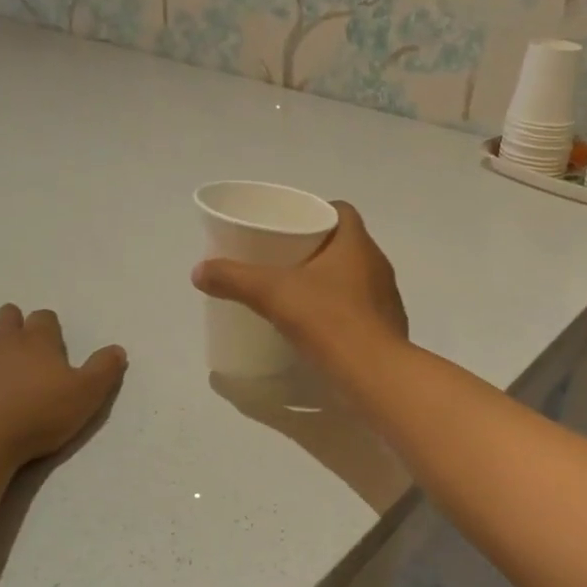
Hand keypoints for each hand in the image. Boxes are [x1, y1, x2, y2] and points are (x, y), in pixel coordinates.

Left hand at [0, 306, 126, 472]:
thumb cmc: (36, 416)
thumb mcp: (86, 395)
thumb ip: (104, 370)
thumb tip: (117, 349)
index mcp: (37, 341)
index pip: (44, 319)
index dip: (48, 324)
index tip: (50, 334)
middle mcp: (0, 341)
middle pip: (6, 317)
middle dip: (11, 319)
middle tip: (15, 328)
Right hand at [192, 202, 408, 362]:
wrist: (374, 375)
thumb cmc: (328, 320)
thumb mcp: (272, 294)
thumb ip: (235, 279)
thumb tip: (199, 271)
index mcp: (357, 244)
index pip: (342, 211)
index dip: (317, 212)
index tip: (291, 225)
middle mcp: (377, 265)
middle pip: (346, 245)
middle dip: (317, 249)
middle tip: (283, 260)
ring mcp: (386, 299)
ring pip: (355, 278)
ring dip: (330, 281)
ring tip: (297, 293)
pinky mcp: (387, 328)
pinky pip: (361, 309)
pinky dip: (341, 311)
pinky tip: (318, 326)